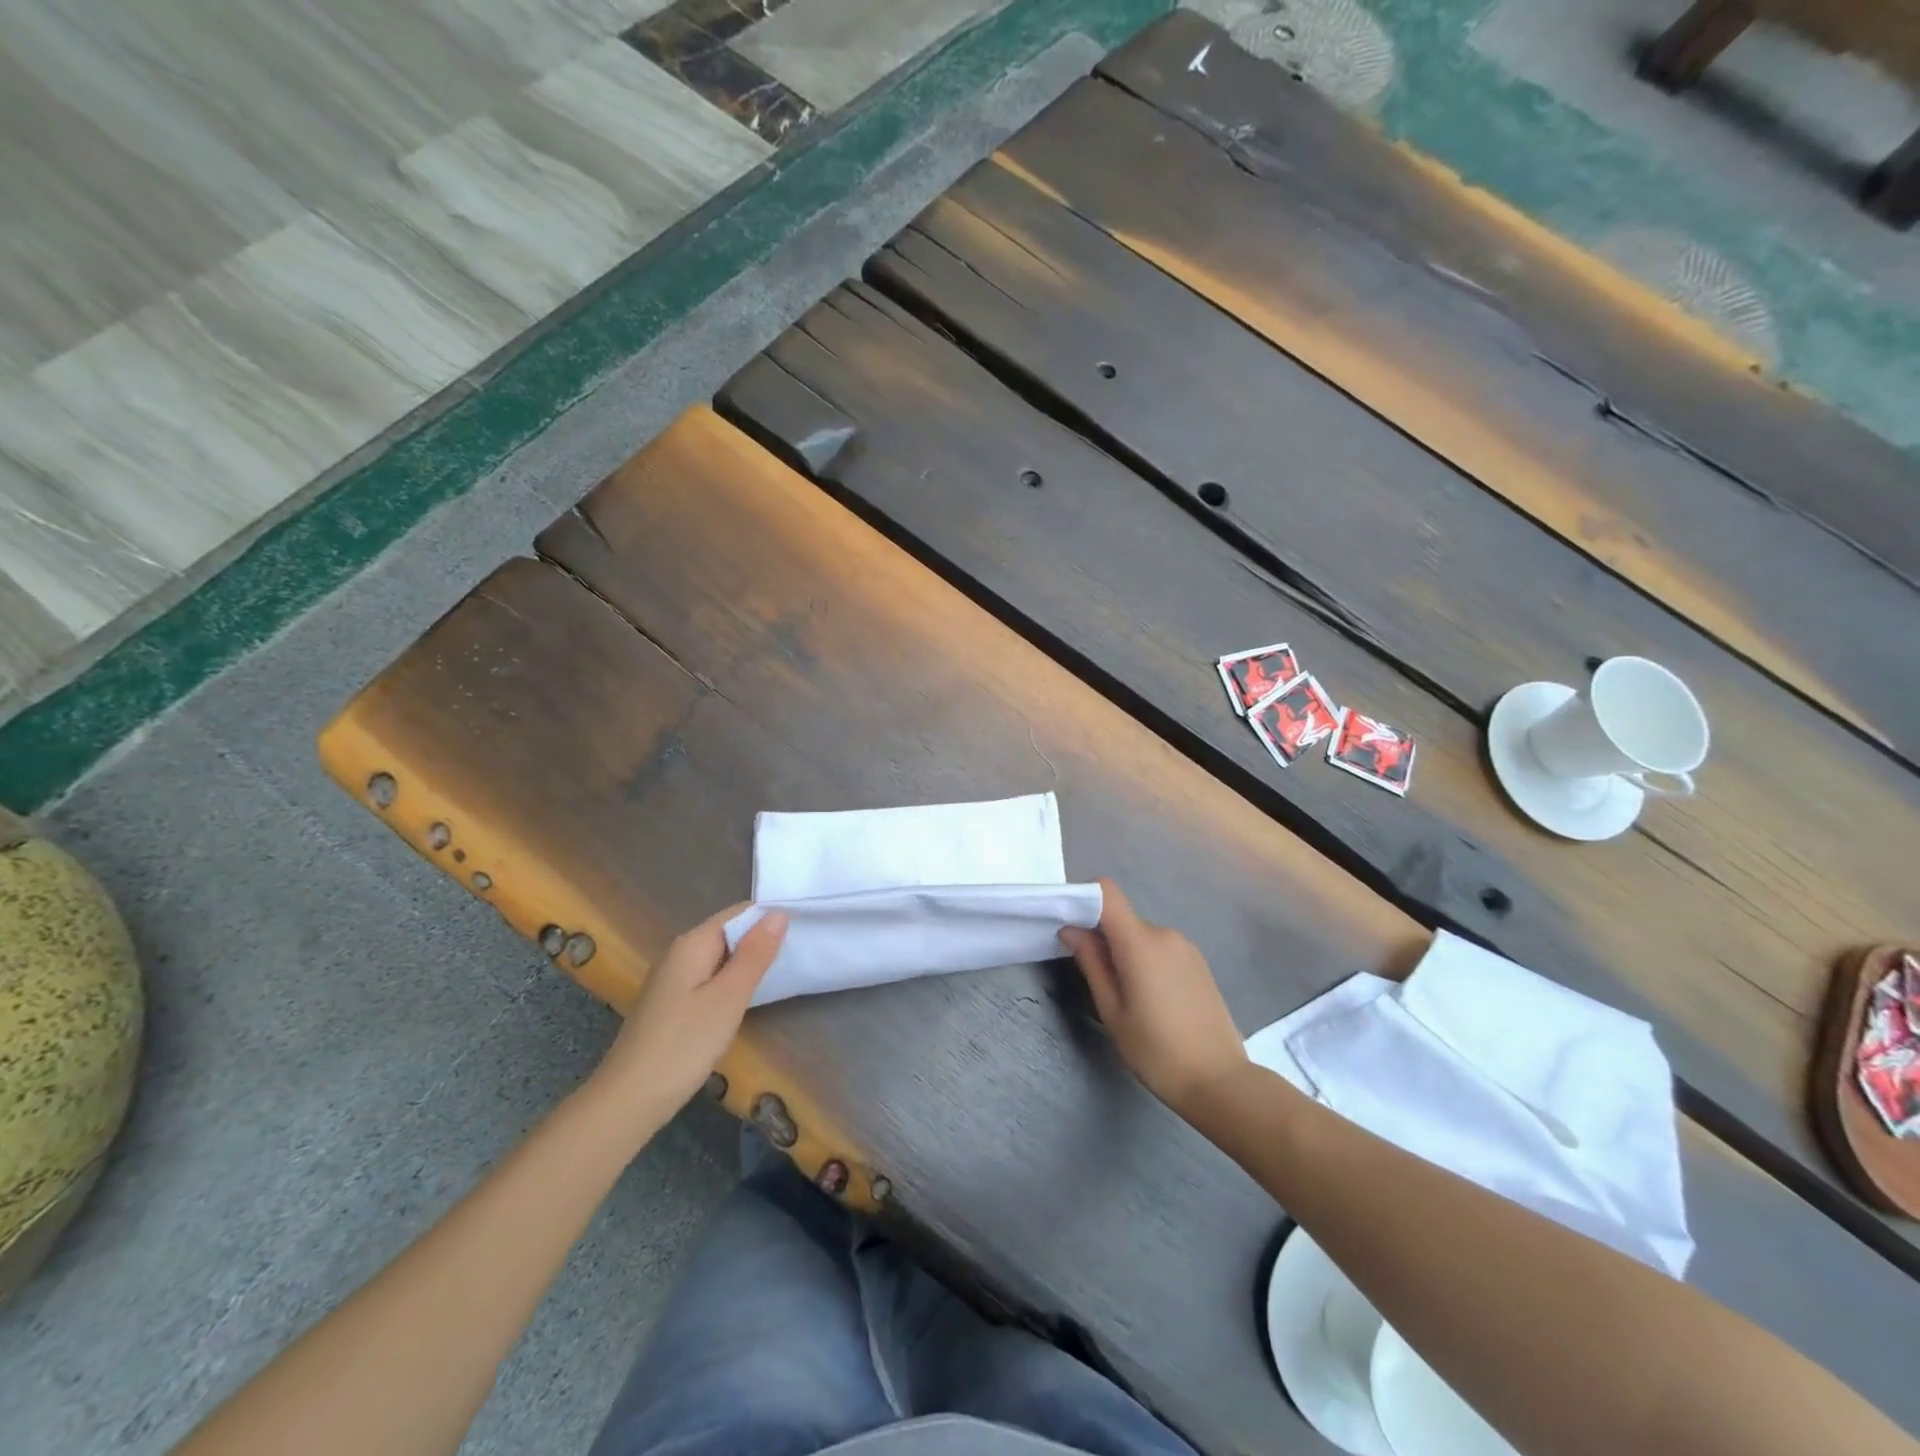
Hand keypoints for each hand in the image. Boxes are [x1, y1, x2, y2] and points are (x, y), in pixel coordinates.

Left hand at [586, 905, 787, 1129]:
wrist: (628, 1100)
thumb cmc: (684, 1045)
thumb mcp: (728, 997)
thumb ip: (755, 954)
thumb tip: (778, 913)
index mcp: (692, 944)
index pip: (738, 913)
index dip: (769, 918)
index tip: (800, 932)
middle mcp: (678, 953)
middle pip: (728, 933)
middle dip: (760, 941)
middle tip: (796, 957)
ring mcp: (671, 979)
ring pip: (718, 958)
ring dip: (746, 964)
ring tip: (778, 977)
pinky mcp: (670, 1004)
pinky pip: (707, 978)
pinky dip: (729, 983)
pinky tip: (743, 1002)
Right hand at [1060, 880, 1247, 1116]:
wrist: (1220, 1082)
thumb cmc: (1156, 1050)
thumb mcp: (1112, 1011)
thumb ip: (1091, 963)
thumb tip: (1071, 930)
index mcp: (1140, 942)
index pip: (1107, 892)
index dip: (1084, 899)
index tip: (1070, 926)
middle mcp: (1165, 934)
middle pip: (1122, 918)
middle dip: (1102, 938)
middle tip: (1094, 978)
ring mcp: (1186, 947)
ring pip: (1141, 936)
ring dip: (1126, 952)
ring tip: (1127, 997)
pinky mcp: (1199, 963)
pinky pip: (1161, 948)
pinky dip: (1147, 961)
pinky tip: (1153, 1000)